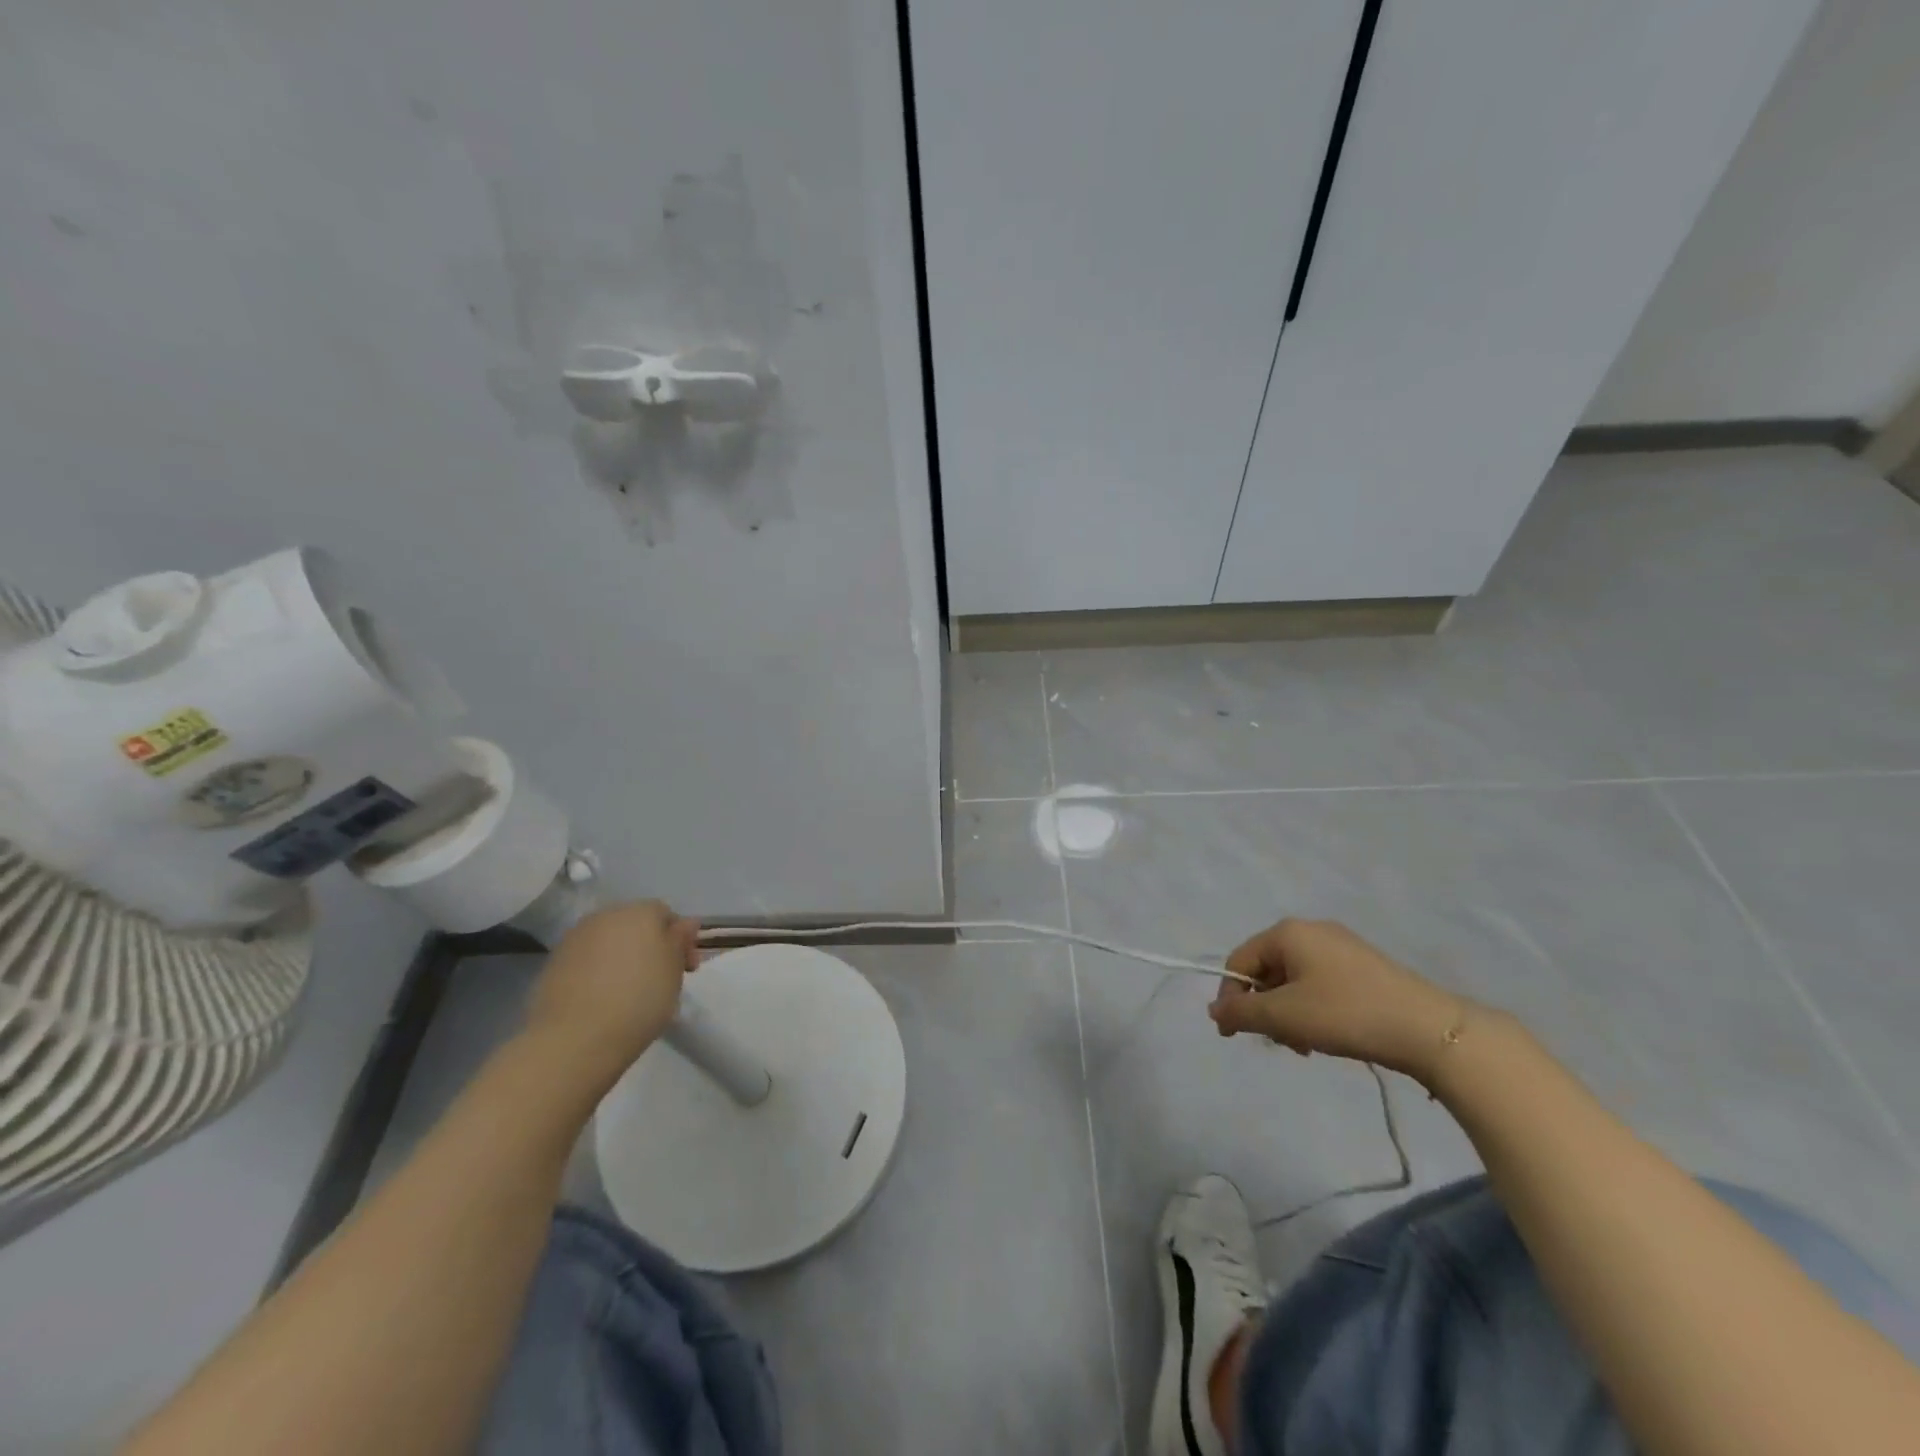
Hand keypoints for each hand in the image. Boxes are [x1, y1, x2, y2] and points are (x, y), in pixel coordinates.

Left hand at [525, 901, 700, 1082]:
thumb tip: (686, 922)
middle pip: (635, 924)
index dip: (681, 940)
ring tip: (630, 991)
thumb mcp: (674, 972)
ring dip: (622, 957)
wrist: (575, 1039)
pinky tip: (602, 998)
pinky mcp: (553, 962)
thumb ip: (680, 940)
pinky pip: (587, 959)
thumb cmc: (639, 1000)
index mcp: (640, 912)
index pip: (666, 914)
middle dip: (650, 945)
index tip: (687, 970)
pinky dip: (598, 971)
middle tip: (661, 979)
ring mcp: (575, 938)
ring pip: (609, 941)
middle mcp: (606, 915)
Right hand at [1209, 917, 1470, 1082]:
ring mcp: (1341, 946)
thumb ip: (1241, 1012)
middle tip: (1280, 1043)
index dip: (1230, 997)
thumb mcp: (1284, 1016)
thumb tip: (1214, 1009)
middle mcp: (1311, 930)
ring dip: (1289, 1013)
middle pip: (1267, 970)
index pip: (1239, 960)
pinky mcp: (1364, 967)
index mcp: (1287, 932)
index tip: (1233, 1035)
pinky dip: (1313, 1009)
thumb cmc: (1346, 1014)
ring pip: (1294, 980)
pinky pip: (1320, 984)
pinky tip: (1329, 1035)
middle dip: (1265, 1009)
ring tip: (1306, 1045)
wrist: (1429, 1030)